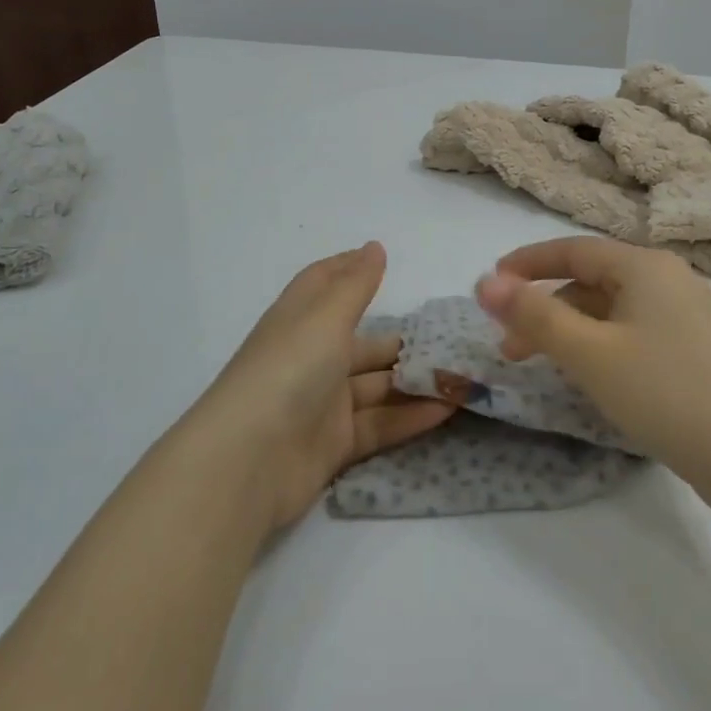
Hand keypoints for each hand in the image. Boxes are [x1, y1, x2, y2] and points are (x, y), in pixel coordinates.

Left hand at [194, 242, 456, 533]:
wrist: (247, 464)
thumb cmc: (288, 371)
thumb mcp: (325, 318)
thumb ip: (356, 285)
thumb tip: (374, 246)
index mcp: (300, 321)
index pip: (324, 284)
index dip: (350, 269)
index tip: (385, 258)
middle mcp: (311, 358)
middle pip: (363, 343)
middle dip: (404, 342)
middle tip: (453, 341)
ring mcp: (322, 404)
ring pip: (377, 386)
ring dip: (415, 382)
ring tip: (463, 377)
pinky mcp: (334, 444)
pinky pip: (379, 423)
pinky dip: (410, 417)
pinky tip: (448, 410)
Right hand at [475, 238, 710, 510]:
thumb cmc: (665, 392)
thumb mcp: (590, 353)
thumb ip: (534, 316)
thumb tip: (485, 282)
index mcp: (644, 266)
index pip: (573, 249)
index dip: (527, 263)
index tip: (491, 282)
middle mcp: (667, 279)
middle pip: (590, 281)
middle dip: (544, 308)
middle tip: (508, 346)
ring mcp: (685, 315)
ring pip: (611, 310)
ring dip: (570, 331)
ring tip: (541, 367)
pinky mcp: (694, 349)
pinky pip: (632, 332)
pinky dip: (599, 345)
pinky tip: (588, 376)